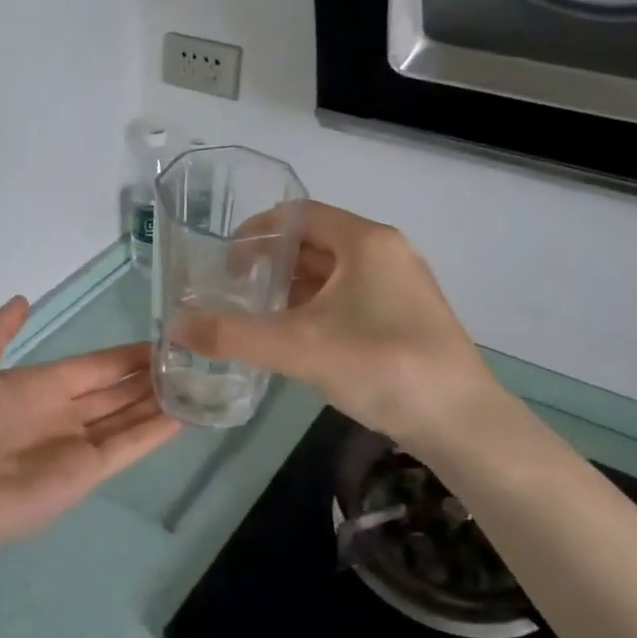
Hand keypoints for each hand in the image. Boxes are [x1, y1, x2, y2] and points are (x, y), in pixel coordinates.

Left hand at [0, 295, 180, 559]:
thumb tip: (22, 300)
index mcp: (36, 388)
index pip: (92, 367)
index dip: (123, 355)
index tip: (158, 340)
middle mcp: (61, 415)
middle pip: (114, 392)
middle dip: (146, 377)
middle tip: (188, 357)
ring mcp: (77, 446)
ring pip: (126, 417)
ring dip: (157, 401)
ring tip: (195, 381)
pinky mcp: (87, 475)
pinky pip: (127, 448)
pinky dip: (155, 434)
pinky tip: (184, 415)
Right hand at [172, 202, 503, 454]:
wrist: (461, 423)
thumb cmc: (381, 365)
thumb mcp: (299, 347)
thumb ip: (234, 334)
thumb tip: (175, 325)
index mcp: (365, 240)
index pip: (298, 215)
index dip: (256, 232)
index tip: (225, 261)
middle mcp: (386, 252)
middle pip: (316, 242)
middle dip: (272, 263)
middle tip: (236, 291)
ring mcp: (402, 285)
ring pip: (335, 272)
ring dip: (295, 288)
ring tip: (259, 316)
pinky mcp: (408, 316)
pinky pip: (352, 297)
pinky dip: (319, 308)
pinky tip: (299, 339)